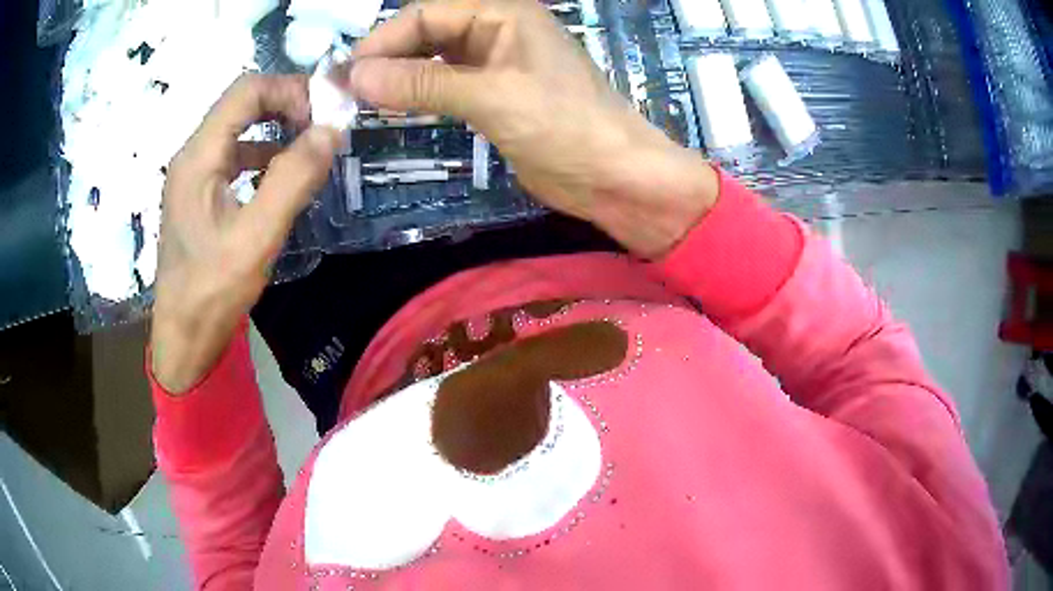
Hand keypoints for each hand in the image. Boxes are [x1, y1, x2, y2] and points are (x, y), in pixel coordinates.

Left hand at [151, 74, 341, 393]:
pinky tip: (281, 178)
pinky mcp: (200, 196)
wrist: (184, 339)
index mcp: (198, 156)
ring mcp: (194, 176)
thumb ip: (293, 179)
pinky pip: (235, 157)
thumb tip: (331, 130)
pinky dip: (264, 155)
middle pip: (242, 104)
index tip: (324, 116)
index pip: (247, 90)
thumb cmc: (212, 292)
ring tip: (310, 151)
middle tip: (322, 129)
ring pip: (239, 129)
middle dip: (286, 106)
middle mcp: (192, 156)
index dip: (289, 90)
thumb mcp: (255, 238)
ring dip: (277, 130)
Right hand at [348, 0, 718, 256]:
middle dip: (389, 56)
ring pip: (434, 57)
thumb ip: (423, 82)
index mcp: (503, 14)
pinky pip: (447, 83)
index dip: (384, 40)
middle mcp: (498, 30)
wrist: (614, 176)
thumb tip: (356, 76)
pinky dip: (420, 92)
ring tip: (364, 100)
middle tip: (348, 91)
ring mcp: (496, 63)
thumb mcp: (492, 96)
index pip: (427, 13)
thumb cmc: (565, 126)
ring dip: (401, 75)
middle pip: (428, 32)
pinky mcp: (496, 95)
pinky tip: (398, 105)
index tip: (347, 75)